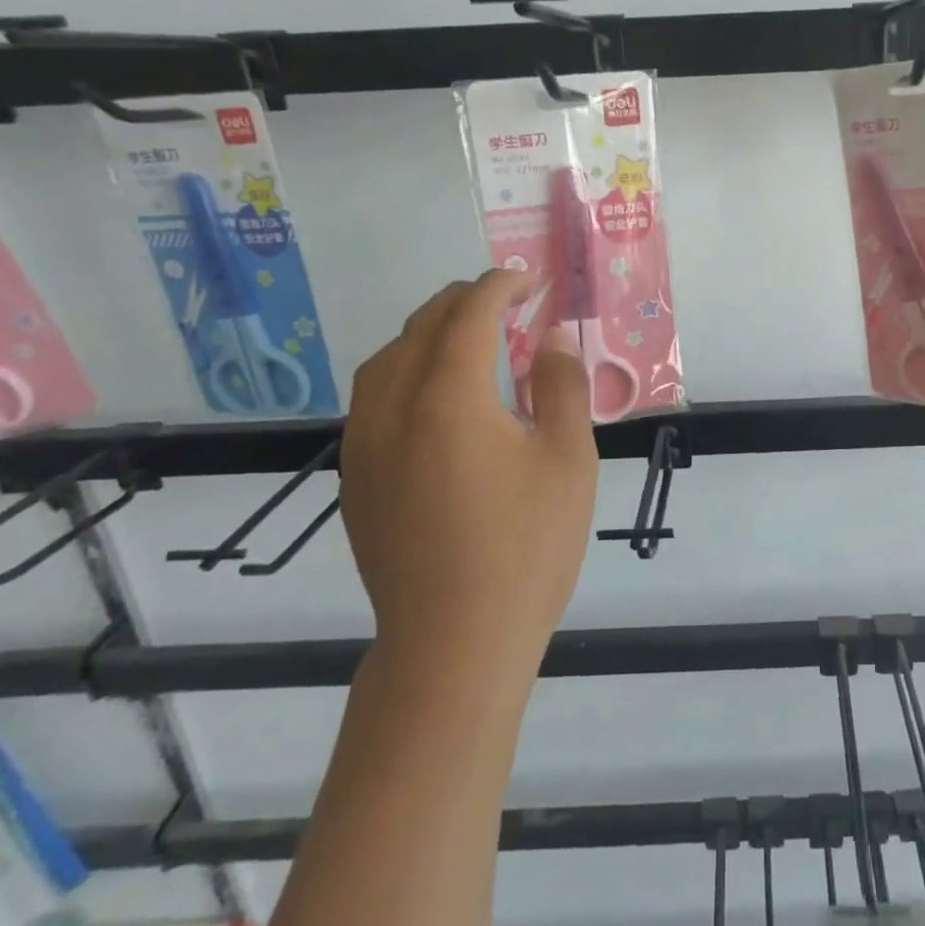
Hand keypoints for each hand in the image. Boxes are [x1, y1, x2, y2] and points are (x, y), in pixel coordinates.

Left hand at [340, 270, 597, 673]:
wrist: (453, 644)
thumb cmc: (526, 549)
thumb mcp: (568, 461)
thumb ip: (561, 386)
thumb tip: (551, 339)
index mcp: (447, 397)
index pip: (469, 313)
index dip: (501, 286)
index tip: (530, 281)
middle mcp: (391, 408)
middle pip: (421, 327)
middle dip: (465, 301)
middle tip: (508, 303)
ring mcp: (363, 445)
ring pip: (386, 360)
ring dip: (429, 333)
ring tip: (470, 339)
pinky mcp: (356, 478)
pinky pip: (373, 398)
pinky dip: (406, 372)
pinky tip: (436, 397)